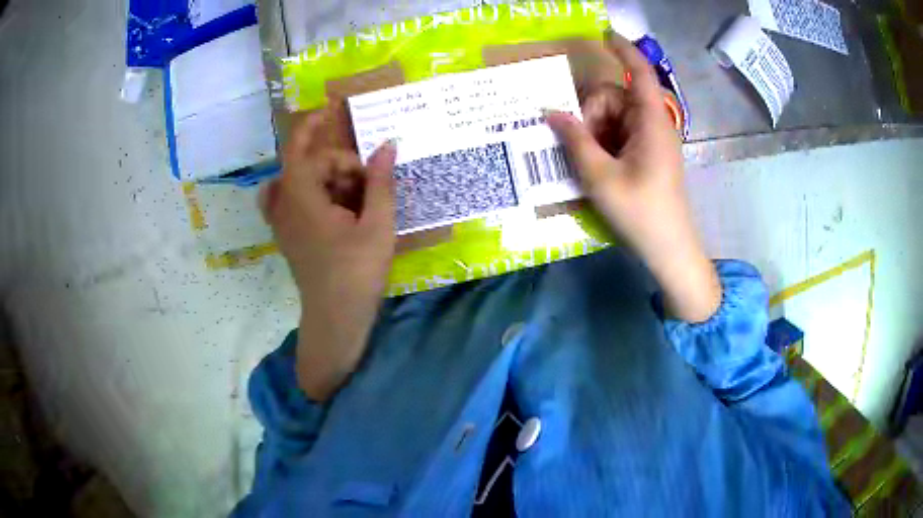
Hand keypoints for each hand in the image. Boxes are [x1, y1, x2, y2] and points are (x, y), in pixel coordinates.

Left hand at [260, 110, 396, 400]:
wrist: (335, 318)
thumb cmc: (357, 273)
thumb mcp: (377, 225)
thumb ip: (380, 181)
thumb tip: (387, 144)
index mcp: (302, 197)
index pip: (301, 148)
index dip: (313, 125)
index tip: (332, 111)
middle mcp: (285, 205)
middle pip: (307, 164)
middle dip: (338, 164)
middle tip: (369, 183)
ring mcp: (282, 221)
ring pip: (300, 181)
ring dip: (327, 179)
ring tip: (356, 197)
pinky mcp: (287, 235)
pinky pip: (289, 200)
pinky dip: (308, 192)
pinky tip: (331, 202)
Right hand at [546, 33, 720, 322]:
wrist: (669, 250)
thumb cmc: (641, 213)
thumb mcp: (601, 177)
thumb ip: (574, 140)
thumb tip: (551, 111)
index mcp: (650, 122)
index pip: (639, 72)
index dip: (623, 49)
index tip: (602, 34)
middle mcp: (652, 124)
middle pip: (614, 97)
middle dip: (589, 113)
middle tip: (577, 145)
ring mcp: (650, 141)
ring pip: (612, 118)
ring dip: (592, 133)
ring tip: (584, 165)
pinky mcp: (646, 156)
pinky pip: (617, 136)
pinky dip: (600, 144)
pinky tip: (591, 167)